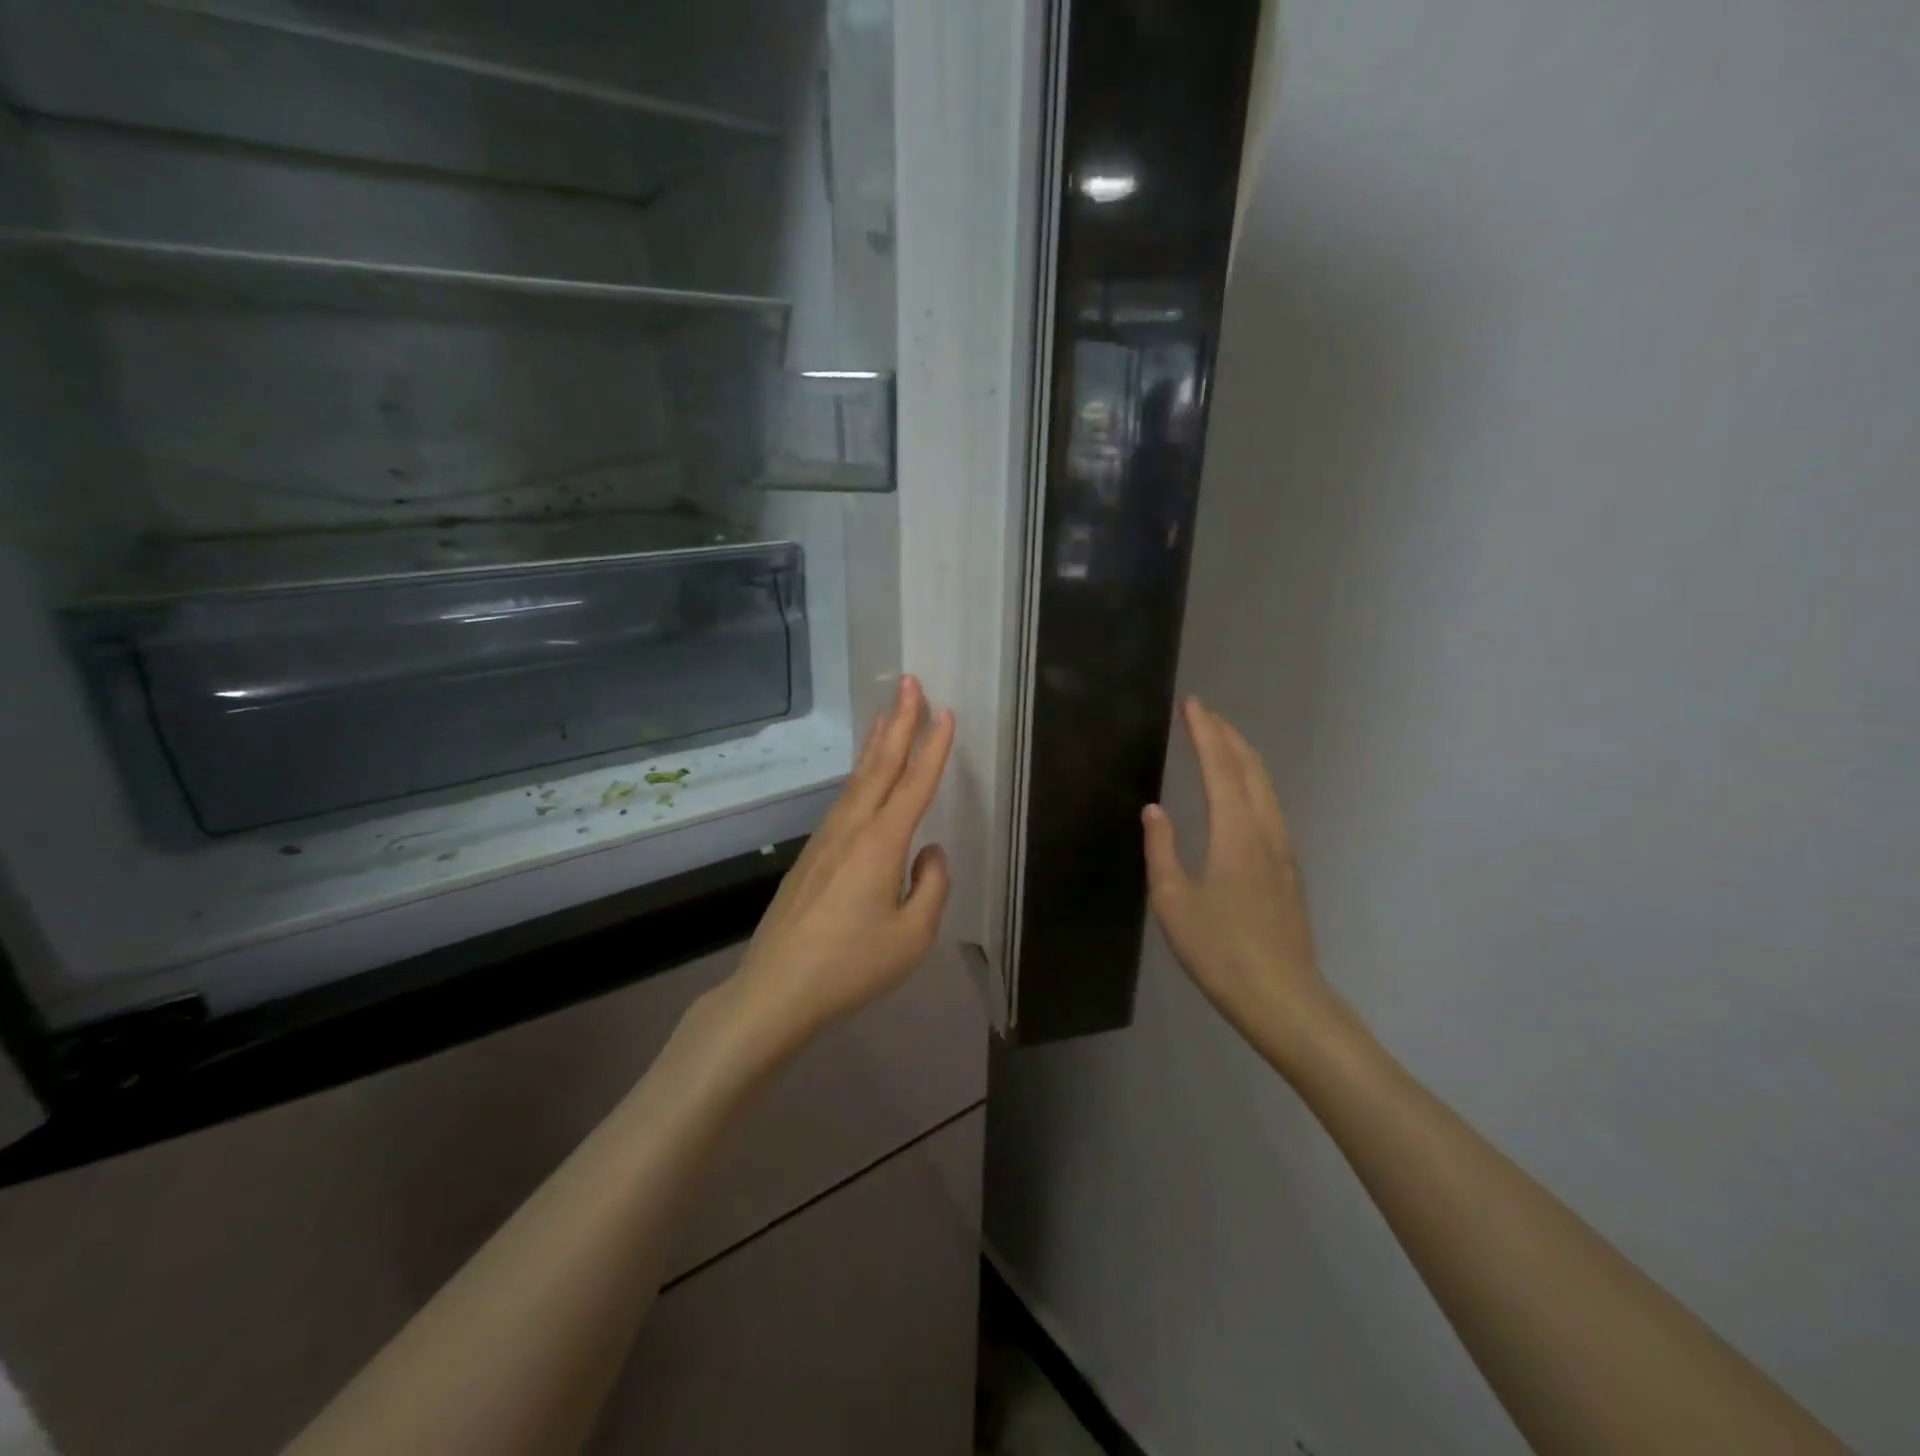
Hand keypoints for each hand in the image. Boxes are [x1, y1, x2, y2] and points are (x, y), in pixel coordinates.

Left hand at [727, 675, 954, 1047]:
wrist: (777, 989)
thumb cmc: (851, 966)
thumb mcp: (912, 937)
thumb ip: (931, 887)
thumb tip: (929, 853)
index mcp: (881, 844)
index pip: (914, 784)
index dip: (933, 747)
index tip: (945, 711)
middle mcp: (852, 829)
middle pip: (880, 765)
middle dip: (899, 721)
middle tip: (909, 681)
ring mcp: (826, 839)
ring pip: (858, 779)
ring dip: (876, 742)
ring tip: (888, 714)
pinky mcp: (812, 854)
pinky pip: (843, 800)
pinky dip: (860, 774)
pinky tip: (863, 776)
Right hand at [1142, 698, 1342, 1069]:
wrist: (1283, 998)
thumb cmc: (1220, 950)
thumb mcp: (1173, 900)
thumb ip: (1162, 849)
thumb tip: (1155, 809)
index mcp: (1235, 832)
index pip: (1220, 767)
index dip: (1205, 733)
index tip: (1192, 704)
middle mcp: (1264, 831)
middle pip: (1250, 769)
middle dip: (1227, 735)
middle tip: (1204, 713)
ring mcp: (1282, 850)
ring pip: (1265, 787)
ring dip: (1242, 757)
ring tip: (1221, 741)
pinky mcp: (1288, 870)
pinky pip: (1270, 807)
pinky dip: (1252, 782)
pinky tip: (1243, 793)